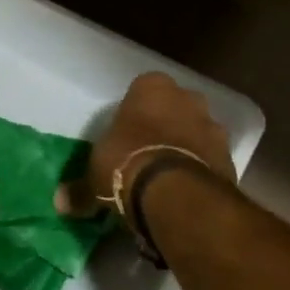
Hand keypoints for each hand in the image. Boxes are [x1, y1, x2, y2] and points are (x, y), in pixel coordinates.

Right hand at [58, 71, 234, 217]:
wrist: (176, 194)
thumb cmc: (127, 163)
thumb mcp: (94, 175)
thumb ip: (80, 188)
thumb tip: (60, 202)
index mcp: (151, 87)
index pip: (142, 90)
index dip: (134, 113)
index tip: (126, 136)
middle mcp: (186, 98)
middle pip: (174, 109)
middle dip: (164, 127)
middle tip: (146, 157)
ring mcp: (212, 126)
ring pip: (196, 133)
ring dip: (186, 150)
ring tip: (167, 182)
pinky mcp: (230, 157)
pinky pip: (210, 160)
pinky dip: (201, 172)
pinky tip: (185, 195)